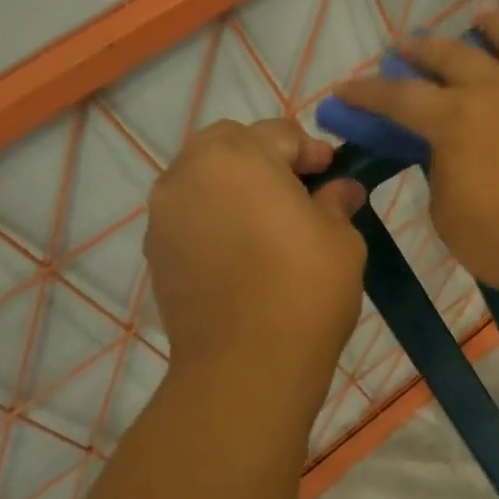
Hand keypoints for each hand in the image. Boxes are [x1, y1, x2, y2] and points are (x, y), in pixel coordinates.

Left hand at [144, 119, 367, 375]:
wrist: (247, 365)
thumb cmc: (306, 289)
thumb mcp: (341, 239)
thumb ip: (337, 202)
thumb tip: (342, 189)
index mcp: (239, 158)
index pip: (279, 133)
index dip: (312, 151)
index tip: (334, 174)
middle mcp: (190, 174)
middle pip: (228, 144)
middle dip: (264, 156)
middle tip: (297, 191)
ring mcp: (165, 214)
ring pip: (202, 177)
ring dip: (235, 185)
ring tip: (268, 221)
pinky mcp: (156, 251)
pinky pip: (188, 214)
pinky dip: (214, 216)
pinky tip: (243, 250)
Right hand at [333, 8, 498, 304]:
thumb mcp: (449, 214)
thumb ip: (441, 172)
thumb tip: (447, 152)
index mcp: (455, 119)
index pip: (399, 97)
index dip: (367, 92)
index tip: (344, 88)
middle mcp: (496, 90)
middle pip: (452, 56)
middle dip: (422, 49)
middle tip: (406, 47)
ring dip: (493, 24)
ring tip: (480, 16)